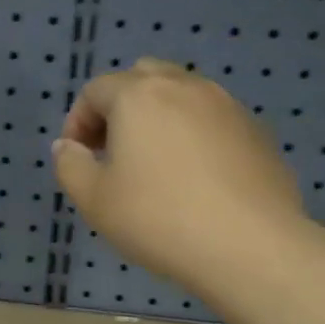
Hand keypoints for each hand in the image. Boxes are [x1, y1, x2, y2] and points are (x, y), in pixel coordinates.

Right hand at [52, 58, 309, 302]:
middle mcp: (184, 86)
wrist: (249, 245)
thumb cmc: (158, 219)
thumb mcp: (94, 200)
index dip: (77, 122)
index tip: (78, 159)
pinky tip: (195, 180)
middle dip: (119, 109)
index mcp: (139, 95)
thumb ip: (69, 165)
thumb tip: (67, 146)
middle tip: (113, 153)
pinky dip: (193, 136)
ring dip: (158, 120)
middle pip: (142, 78)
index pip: (95, 90)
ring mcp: (227, 105)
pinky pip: (212, 120)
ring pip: (181, 96)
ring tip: (154, 167)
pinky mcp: (256, 131)